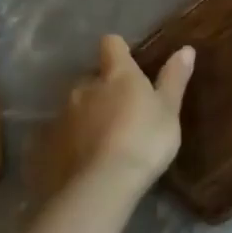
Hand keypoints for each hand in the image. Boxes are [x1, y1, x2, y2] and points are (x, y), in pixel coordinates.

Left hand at [42, 36, 192, 202]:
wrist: (100, 188)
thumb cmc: (144, 141)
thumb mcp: (169, 111)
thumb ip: (174, 79)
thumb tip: (186, 49)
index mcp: (117, 74)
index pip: (111, 45)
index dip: (118, 51)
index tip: (128, 62)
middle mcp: (84, 87)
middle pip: (92, 79)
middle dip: (103, 91)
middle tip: (120, 113)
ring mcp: (62, 116)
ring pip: (74, 107)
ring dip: (86, 117)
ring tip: (101, 142)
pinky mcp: (45, 146)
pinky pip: (59, 136)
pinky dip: (70, 143)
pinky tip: (82, 162)